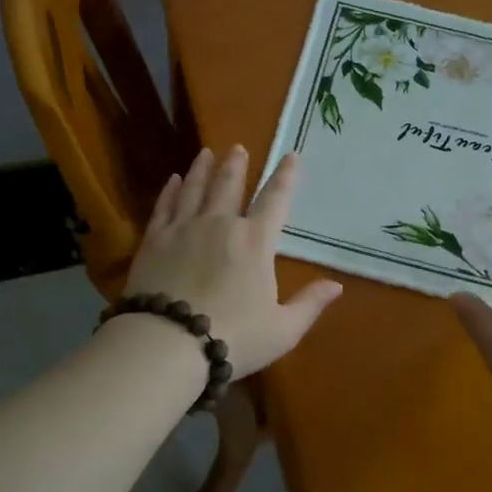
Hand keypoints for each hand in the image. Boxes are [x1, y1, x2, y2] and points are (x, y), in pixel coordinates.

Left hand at [123, 147, 343, 377]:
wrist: (168, 343)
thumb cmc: (233, 337)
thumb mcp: (282, 330)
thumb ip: (310, 304)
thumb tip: (337, 285)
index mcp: (255, 241)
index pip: (275, 199)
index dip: (284, 176)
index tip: (290, 156)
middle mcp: (220, 224)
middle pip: (229, 185)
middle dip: (236, 165)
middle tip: (237, 148)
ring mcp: (184, 228)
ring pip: (195, 189)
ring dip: (202, 169)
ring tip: (206, 153)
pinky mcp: (154, 240)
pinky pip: (164, 206)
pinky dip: (171, 191)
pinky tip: (174, 180)